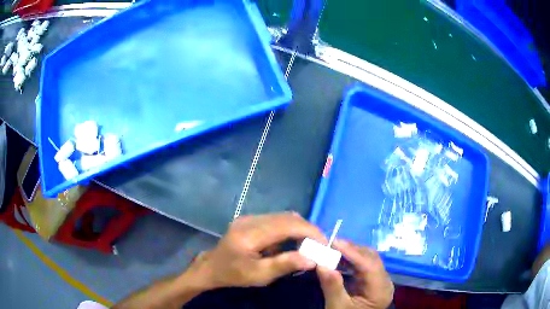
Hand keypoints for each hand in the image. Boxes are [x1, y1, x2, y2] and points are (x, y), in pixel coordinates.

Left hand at [190, 213, 326, 288]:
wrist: (211, 268)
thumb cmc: (233, 275)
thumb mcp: (258, 275)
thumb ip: (284, 265)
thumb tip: (312, 259)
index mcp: (250, 233)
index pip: (287, 225)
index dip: (310, 232)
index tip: (325, 244)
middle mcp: (250, 219)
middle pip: (287, 217)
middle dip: (308, 230)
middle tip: (320, 245)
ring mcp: (249, 217)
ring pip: (283, 217)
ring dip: (299, 229)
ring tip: (308, 245)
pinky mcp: (250, 220)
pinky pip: (276, 220)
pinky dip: (289, 229)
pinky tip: (290, 243)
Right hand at [317, 240, 393, 308]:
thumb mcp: (337, 307)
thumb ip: (332, 287)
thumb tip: (321, 264)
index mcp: (381, 291)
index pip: (370, 267)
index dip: (353, 253)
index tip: (335, 242)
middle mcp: (385, 282)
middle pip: (372, 259)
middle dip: (352, 250)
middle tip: (331, 243)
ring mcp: (380, 280)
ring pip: (369, 259)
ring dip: (351, 253)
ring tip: (333, 248)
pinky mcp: (372, 281)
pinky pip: (364, 265)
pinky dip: (351, 260)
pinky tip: (339, 258)